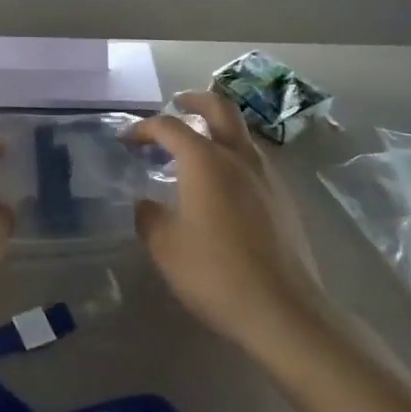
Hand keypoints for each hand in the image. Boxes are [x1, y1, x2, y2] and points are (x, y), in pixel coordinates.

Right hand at [131, 90, 325, 355]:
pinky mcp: (283, 198)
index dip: (143, 127)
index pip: (168, 126)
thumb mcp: (165, 247)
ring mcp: (266, 175)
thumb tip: (145, 203)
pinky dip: (233, 156)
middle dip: (194, 100)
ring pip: (240, 133)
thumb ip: (148, 217)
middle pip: (218, 107)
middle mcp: (237, 155)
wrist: (284, 310)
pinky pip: (253, 160)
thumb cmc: (216, 273)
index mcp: (204, 159)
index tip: (126, 139)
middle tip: (177, 104)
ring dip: (217, 128)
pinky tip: (222, 186)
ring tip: (196, 150)